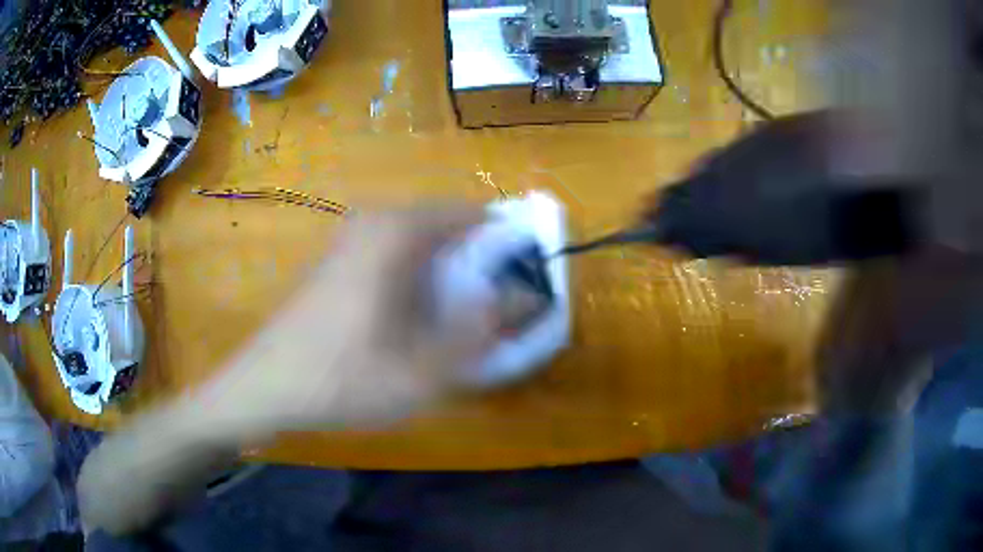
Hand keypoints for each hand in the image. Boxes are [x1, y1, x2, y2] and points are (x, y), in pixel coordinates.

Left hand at [199, 206, 497, 433]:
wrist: (265, 385)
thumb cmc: (341, 377)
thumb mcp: (423, 369)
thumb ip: (478, 331)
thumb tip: (516, 298)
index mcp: (397, 232)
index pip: (475, 215)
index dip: (507, 245)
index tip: (523, 283)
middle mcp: (376, 222)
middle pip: (449, 230)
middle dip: (478, 266)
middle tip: (490, 314)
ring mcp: (352, 239)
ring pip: (423, 246)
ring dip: (449, 278)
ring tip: (455, 325)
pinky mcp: (340, 261)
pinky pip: (396, 258)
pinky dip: (419, 282)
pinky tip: (413, 325)